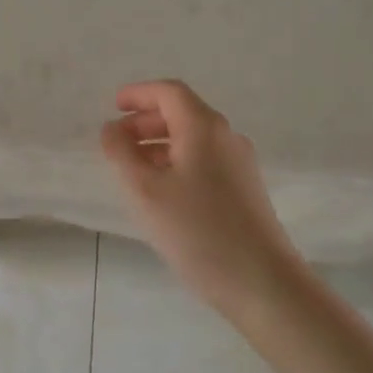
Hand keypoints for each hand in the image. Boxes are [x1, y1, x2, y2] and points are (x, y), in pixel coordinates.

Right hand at [101, 80, 306, 326]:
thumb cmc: (197, 231)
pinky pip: (205, 159)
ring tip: (133, 168)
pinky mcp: (245, 188)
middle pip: (183, 112)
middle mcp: (226, 136)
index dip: (138, 94)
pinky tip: (162, 190)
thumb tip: (112, 129)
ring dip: (160, 143)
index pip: (169, 92)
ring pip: (194, 138)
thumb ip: (122, 153)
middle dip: (146, 120)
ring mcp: (240, 163)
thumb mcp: (145, 191)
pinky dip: (178, 161)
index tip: (113, 106)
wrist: (261, 281)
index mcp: (203, 127)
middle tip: (117, 140)